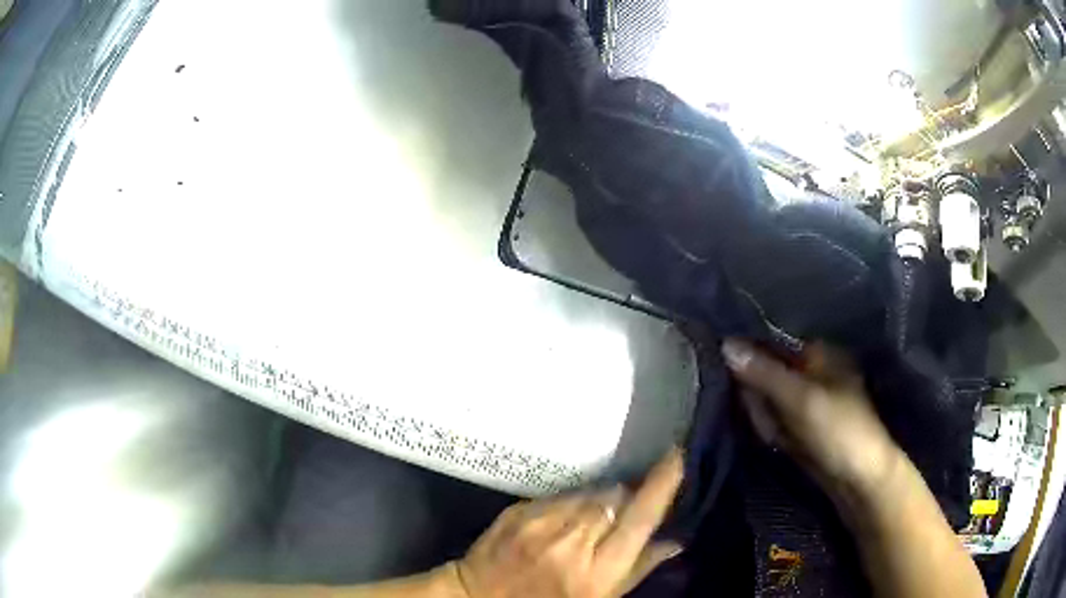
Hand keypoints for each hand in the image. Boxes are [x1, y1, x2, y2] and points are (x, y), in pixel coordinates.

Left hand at [447, 450, 683, 597]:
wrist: (479, 597)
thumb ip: (638, 568)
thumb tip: (676, 540)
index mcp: (596, 572)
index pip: (639, 519)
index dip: (661, 485)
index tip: (676, 456)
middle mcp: (571, 542)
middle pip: (615, 496)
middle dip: (628, 495)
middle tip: (628, 507)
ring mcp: (540, 522)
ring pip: (589, 491)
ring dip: (600, 498)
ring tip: (591, 520)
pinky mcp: (520, 509)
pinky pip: (561, 494)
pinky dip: (572, 502)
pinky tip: (563, 520)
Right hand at [720, 339, 903, 499]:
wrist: (860, 480)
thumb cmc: (838, 429)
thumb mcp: (800, 398)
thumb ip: (763, 372)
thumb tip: (725, 344)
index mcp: (817, 353)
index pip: (771, 344)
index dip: (748, 357)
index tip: (727, 373)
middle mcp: (811, 372)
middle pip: (765, 373)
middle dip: (758, 397)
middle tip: (768, 417)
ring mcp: (806, 400)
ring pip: (767, 401)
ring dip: (764, 419)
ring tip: (779, 435)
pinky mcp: (802, 426)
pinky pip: (775, 421)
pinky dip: (772, 432)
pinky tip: (781, 443)